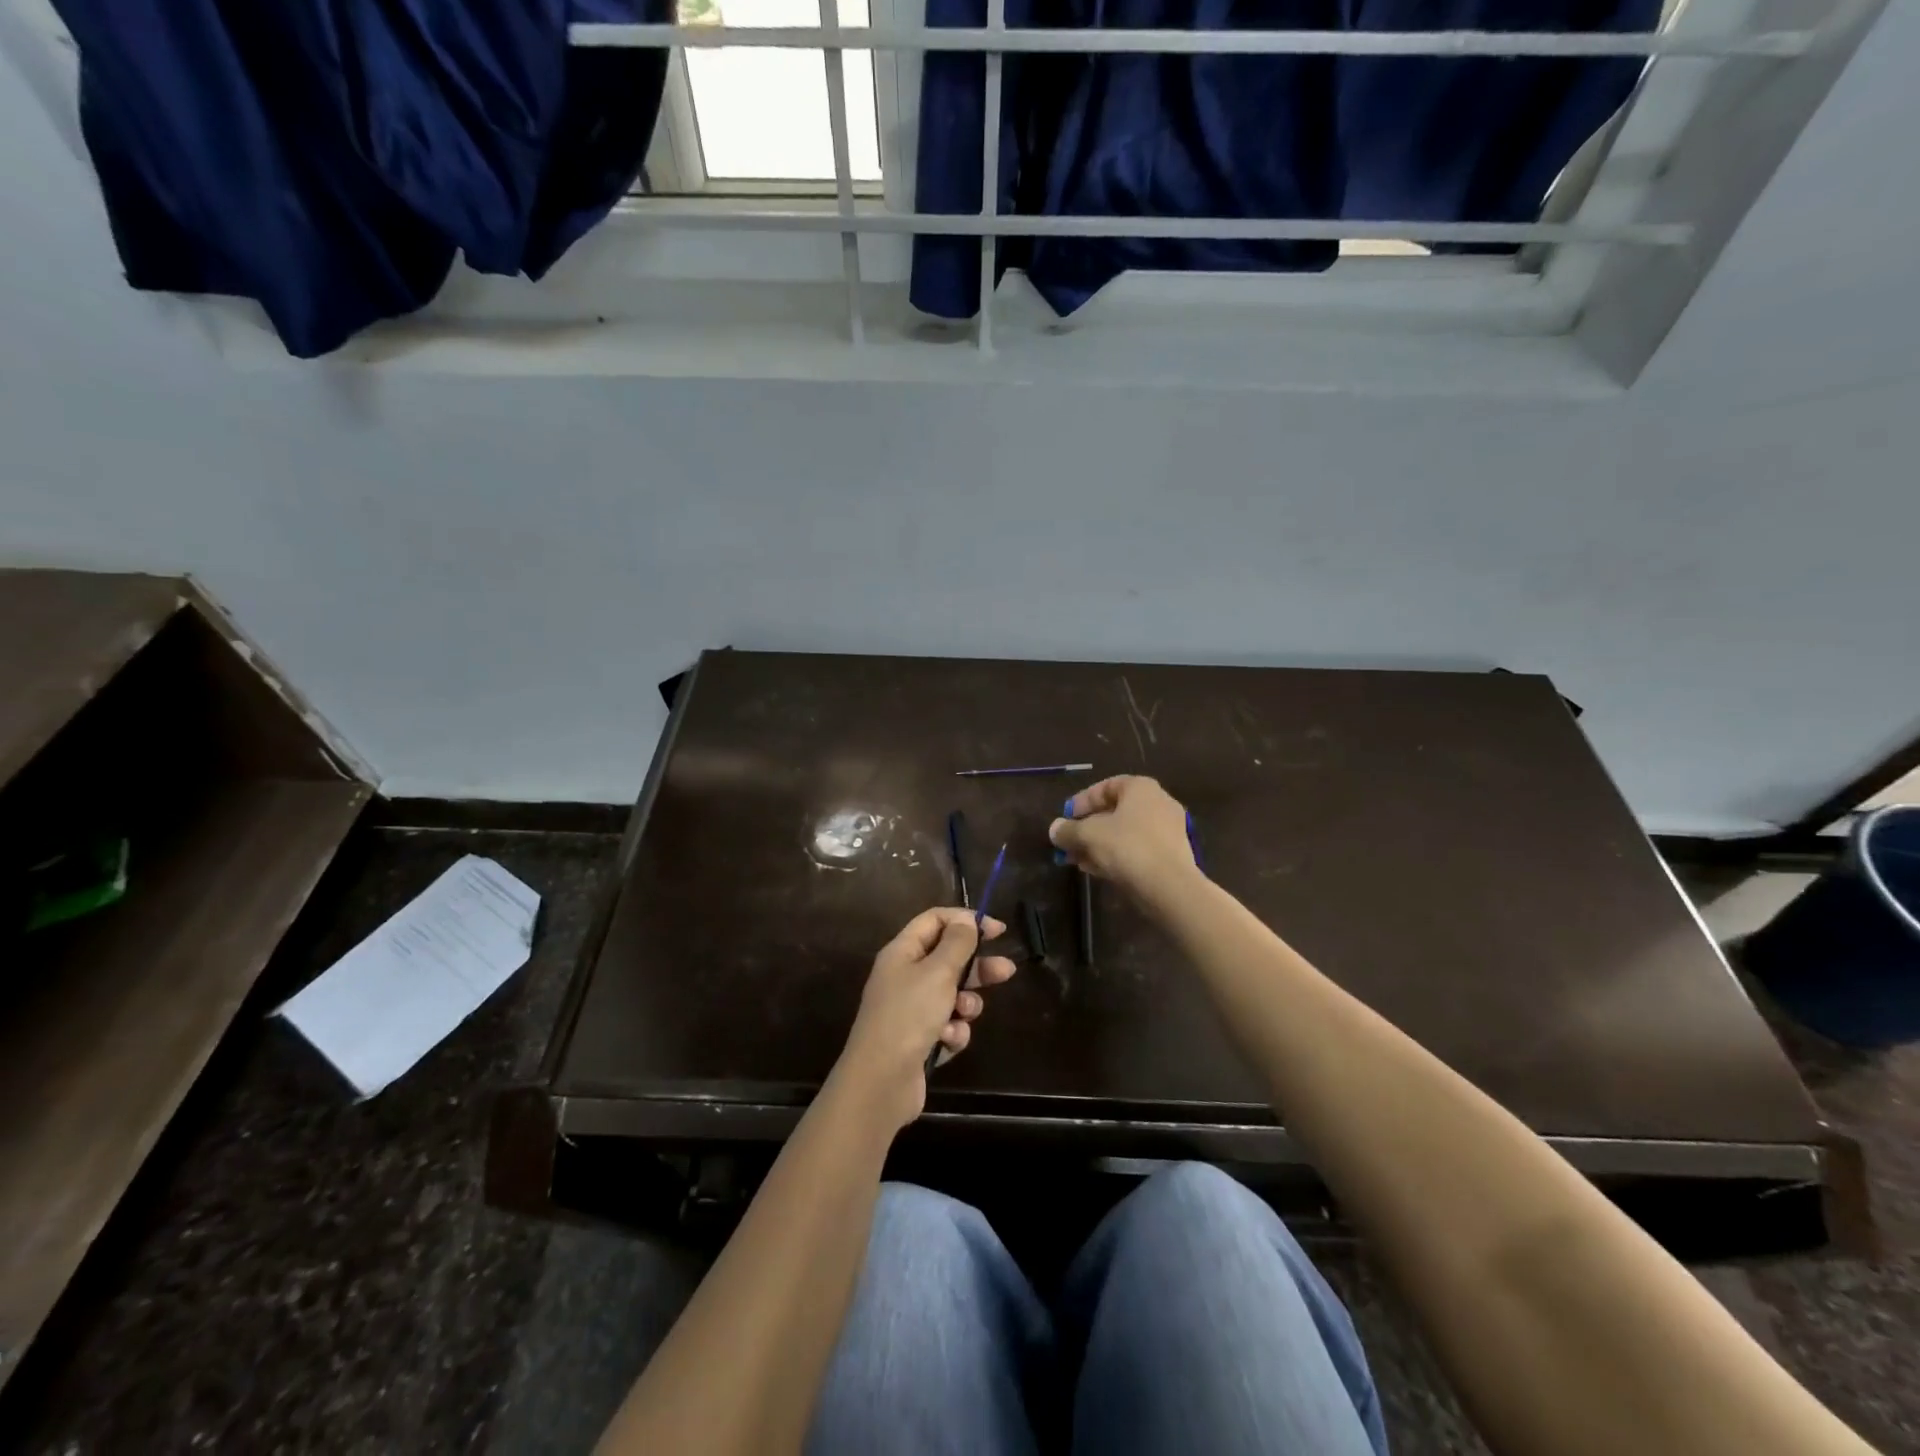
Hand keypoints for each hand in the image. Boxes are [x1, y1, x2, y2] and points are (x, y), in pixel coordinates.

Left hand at [834, 908, 1016, 1131]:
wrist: (881, 1082)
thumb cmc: (909, 1016)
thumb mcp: (938, 972)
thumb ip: (957, 943)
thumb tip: (966, 921)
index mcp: (902, 952)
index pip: (935, 920)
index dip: (966, 920)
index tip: (997, 931)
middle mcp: (905, 976)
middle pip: (948, 958)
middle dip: (977, 966)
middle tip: (1005, 971)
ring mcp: (911, 1009)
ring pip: (952, 995)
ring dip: (965, 1004)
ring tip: (965, 1013)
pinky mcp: (920, 1040)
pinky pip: (948, 1025)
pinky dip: (953, 1031)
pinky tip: (948, 1040)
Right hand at [1048, 775, 1198, 901]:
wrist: (1169, 887)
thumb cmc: (1127, 847)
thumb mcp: (1088, 835)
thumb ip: (1068, 830)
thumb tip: (1054, 829)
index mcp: (1141, 788)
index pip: (1106, 787)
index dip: (1082, 801)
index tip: (1065, 818)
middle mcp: (1158, 803)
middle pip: (1114, 812)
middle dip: (1087, 828)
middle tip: (1068, 843)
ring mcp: (1167, 830)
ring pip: (1124, 833)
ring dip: (1098, 845)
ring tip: (1076, 860)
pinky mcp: (1170, 855)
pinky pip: (1136, 849)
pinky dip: (1115, 856)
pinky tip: (1095, 870)